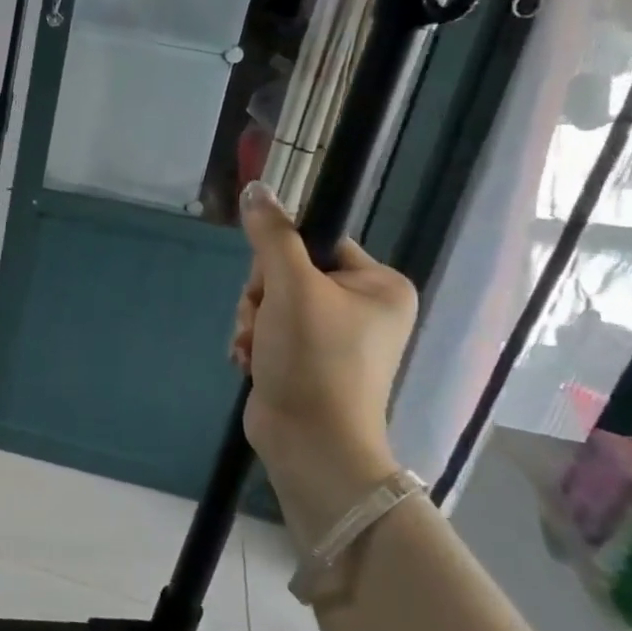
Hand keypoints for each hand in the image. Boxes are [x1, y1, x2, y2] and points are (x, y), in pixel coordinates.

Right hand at [232, 181, 416, 546]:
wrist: (310, 442)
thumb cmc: (314, 359)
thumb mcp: (290, 287)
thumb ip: (272, 235)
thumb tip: (256, 188)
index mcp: (380, 285)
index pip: (317, 242)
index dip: (281, 257)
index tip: (272, 283)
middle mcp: (363, 307)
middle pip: (287, 272)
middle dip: (261, 297)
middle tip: (264, 322)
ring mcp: (335, 336)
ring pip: (271, 301)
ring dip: (252, 321)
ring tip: (256, 347)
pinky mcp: (307, 359)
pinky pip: (270, 329)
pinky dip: (254, 342)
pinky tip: (252, 361)